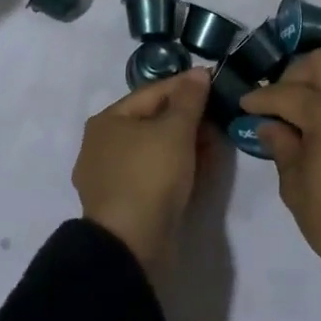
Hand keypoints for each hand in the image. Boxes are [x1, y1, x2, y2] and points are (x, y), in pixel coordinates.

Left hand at [72, 68, 211, 275]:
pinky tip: (200, 168)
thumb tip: (198, 72)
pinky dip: (177, 167)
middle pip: (152, 121)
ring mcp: (111, 177)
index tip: (214, 81)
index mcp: (107, 120)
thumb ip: (189, 99)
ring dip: (185, 144)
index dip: (185, 85)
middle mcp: (102, 145)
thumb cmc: (149, 176)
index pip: (152, 92)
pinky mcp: (124, 205)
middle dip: (187, 117)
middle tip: (218, 116)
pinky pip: (154, 175)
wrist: (130, 247)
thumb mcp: (175, 130)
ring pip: (154, 150)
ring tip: (215, 142)